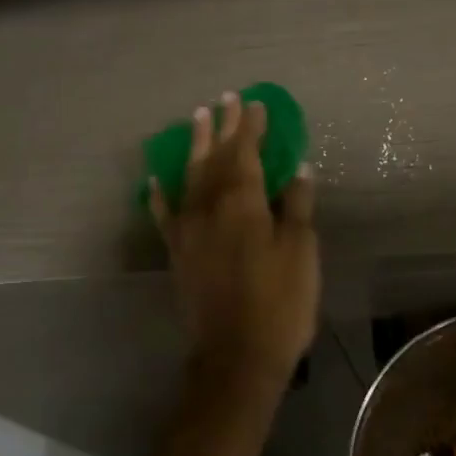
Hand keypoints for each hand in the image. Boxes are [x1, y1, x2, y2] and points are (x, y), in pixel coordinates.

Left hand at [148, 91, 318, 384]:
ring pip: (189, 176)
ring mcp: (188, 229)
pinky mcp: (177, 252)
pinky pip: (165, 214)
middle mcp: (209, 207)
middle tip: (225, 99)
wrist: (236, 356)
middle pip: (215, 157)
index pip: (245, 152)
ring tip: (196, 119)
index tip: (255, 103)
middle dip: (222, 127)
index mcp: (243, 202)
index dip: (250, 127)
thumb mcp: (300, 252)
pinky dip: (160, 194)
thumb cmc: (280, 302)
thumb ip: (296, 206)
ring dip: (194, 146)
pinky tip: (155, 179)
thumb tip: (297, 168)